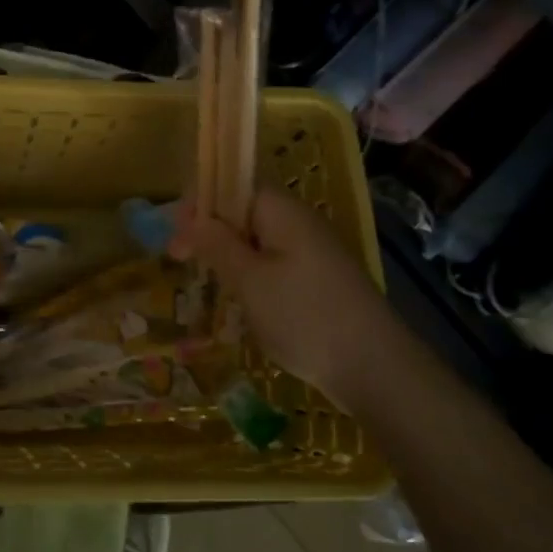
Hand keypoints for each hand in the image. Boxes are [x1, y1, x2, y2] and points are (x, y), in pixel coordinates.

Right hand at [170, 188, 388, 392]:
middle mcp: (298, 221)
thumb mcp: (250, 281)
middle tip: (182, 261)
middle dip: (210, 230)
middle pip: (243, 210)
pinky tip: (240, 301)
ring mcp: (311, 251)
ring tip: (208, 283)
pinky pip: (273, 263)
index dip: (199, 201)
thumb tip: (191, 218)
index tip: (176, 236)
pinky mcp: (317, 279)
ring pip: (256, 239)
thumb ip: (217, 244)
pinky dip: (250, 275)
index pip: (232, 183)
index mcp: (282, 210)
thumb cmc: (304, 317)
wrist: (375, 368)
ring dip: (228, 255)